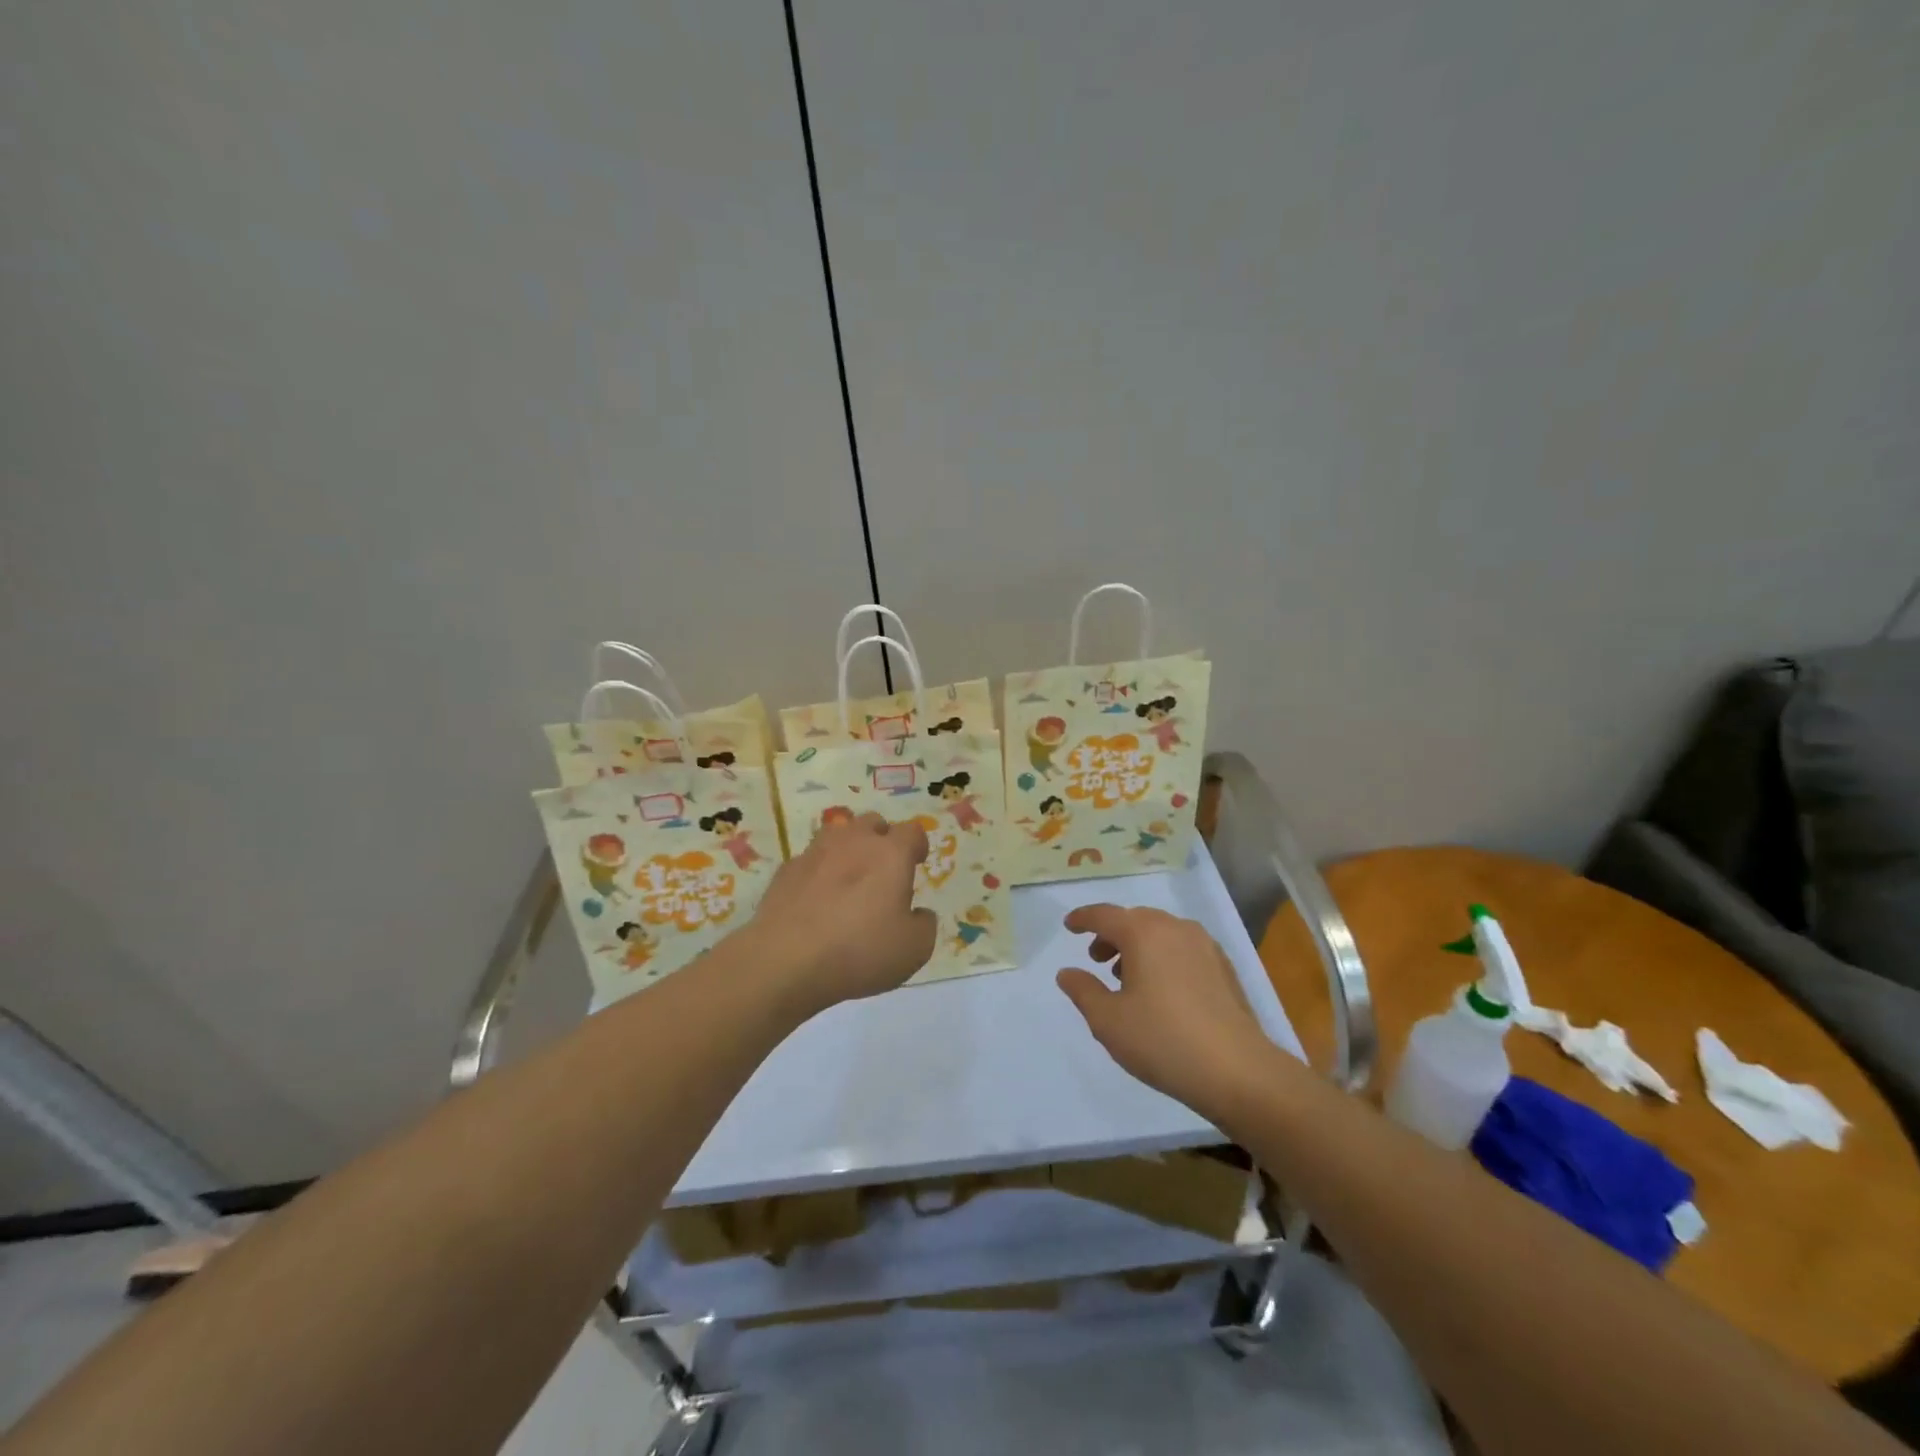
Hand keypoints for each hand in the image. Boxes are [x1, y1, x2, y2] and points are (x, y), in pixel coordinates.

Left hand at [744, 813, 936, 1017]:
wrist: (785, 961)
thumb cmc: (860, 951)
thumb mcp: (914, 949)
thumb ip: (924, 924)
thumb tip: (918, 913)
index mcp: (890, 854)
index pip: (912, 831)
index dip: (918, 845)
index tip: (917, 861)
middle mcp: (854, 842)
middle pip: (872, 822)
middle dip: (882, 839)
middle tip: (883, 869)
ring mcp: (815, 852)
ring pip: (838, 834)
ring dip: (848, 849)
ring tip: (849, 879)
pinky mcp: (786, 870)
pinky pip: (810, 860)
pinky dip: (818, 872)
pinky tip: (816, 900)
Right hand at [1057, 905, 1276, 1120]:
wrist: (1237, 1071)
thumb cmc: (1162, 1040)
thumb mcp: (1108, 1020)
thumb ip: (1083, 991)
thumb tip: (1067, 972)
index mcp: (1143, 933)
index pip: (1104, 915)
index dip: (1083, 919)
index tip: (1069, 926)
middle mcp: (1175, 928)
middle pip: (1135, 920)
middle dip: (1112, 935)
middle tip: (1097, 960)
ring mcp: (1205, 946)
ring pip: (1161, 934)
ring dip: (1139, 947)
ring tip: (1128, 979)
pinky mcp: (1224, 968)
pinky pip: (1183, 949)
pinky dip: (1164, 957)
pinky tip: (1162, 991)